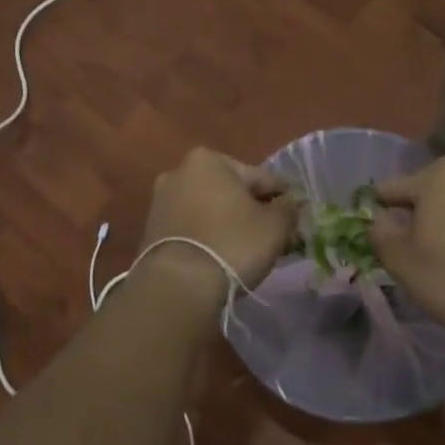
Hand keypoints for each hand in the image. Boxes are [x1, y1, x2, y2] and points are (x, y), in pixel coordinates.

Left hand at [137, 148, 299, 303]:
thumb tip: (289, 203)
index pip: (258, 176)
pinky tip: (221, 256)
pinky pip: (191, 228)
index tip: (294, 215)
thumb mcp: (274, 225)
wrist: (177, 285)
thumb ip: (288, 208)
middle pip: (230, 191)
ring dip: (228, 224)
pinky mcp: (151, 231)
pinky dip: (207, 237)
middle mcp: (179, 172)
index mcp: (208, 160)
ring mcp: (161, 202)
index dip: (280, 197)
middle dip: (250, 210)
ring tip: (248, 249)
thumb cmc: (231, 243)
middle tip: (272, 234)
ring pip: (209, 210)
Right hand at [370, 157, 444, 339]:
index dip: (378, 213)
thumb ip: (380, 232)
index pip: (392, 189)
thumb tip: (380, 219)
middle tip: (408, 249)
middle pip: (428, 194)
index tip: (376, 236)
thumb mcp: (400, 259)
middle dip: (416, 216)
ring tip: (438, 257)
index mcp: (440, 174)